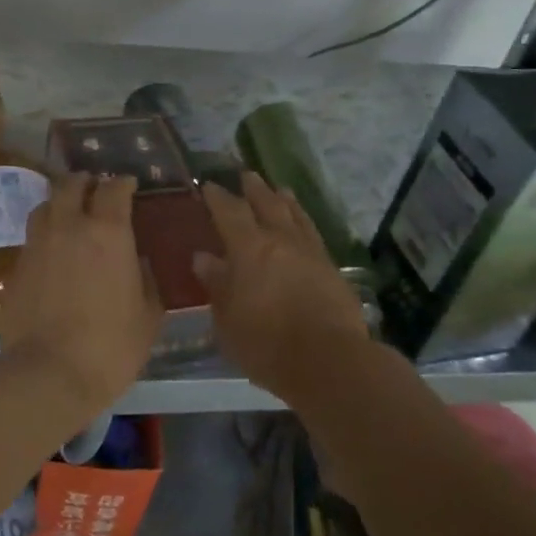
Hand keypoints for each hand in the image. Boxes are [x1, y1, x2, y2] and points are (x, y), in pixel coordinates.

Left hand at [0, 173, 163, 419]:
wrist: (48, 373)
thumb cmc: (111, 346)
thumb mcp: (148, 316)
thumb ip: (146, 280)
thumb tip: (139, 263)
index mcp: (108, 232)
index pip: (114, 189)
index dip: (123, 183)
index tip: (129, 185)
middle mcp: (69, 227)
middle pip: (72, 185)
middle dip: (86, 182)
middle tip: (95, 189)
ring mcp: (37, 245)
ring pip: (45, 206)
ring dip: (60, 203)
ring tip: (69, 215)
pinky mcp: (16, 267)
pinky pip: (31, 238)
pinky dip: (45, 235)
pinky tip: (52, 252)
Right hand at [196, 173, 370, 397]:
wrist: (328, 361)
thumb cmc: (265, 344)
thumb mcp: (227, 320)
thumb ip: (217, 285)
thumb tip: (204, 258)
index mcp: (249, 249)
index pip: (230, 212)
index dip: (218, 197)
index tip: (208, 184)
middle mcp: (281, 241)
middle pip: (267, 204)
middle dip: (254, 189)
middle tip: (246, 175)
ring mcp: (311, 253)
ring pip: (296, 216)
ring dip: (284, 200)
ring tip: (279, 190)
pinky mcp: (332, 269)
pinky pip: (313, 234)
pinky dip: (303, 222)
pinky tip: (303, 227)